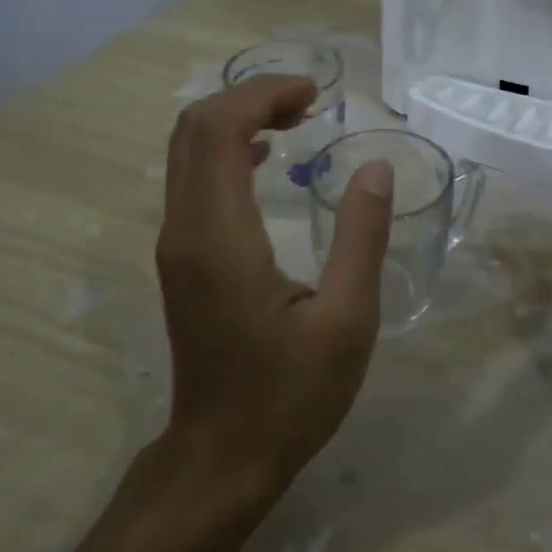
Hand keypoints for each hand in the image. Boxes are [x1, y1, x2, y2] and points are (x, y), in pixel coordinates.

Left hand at [150, 75, 392, 503]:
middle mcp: (184, 229)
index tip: (315, 93)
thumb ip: (362, 238)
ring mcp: (176, 244)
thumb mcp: (347, 320)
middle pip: (194, 129)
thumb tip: (376, 167)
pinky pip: (194, 177)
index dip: (262, 95)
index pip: (218, 131)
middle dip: (250, 98)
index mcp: (220, 237)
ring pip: (188, 150)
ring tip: (298, 118)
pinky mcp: (182, 258)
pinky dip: (228, 148)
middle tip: (309, 101)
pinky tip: (269, 156)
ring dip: (238, 119)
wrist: (221, 458)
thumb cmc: (289, 395)